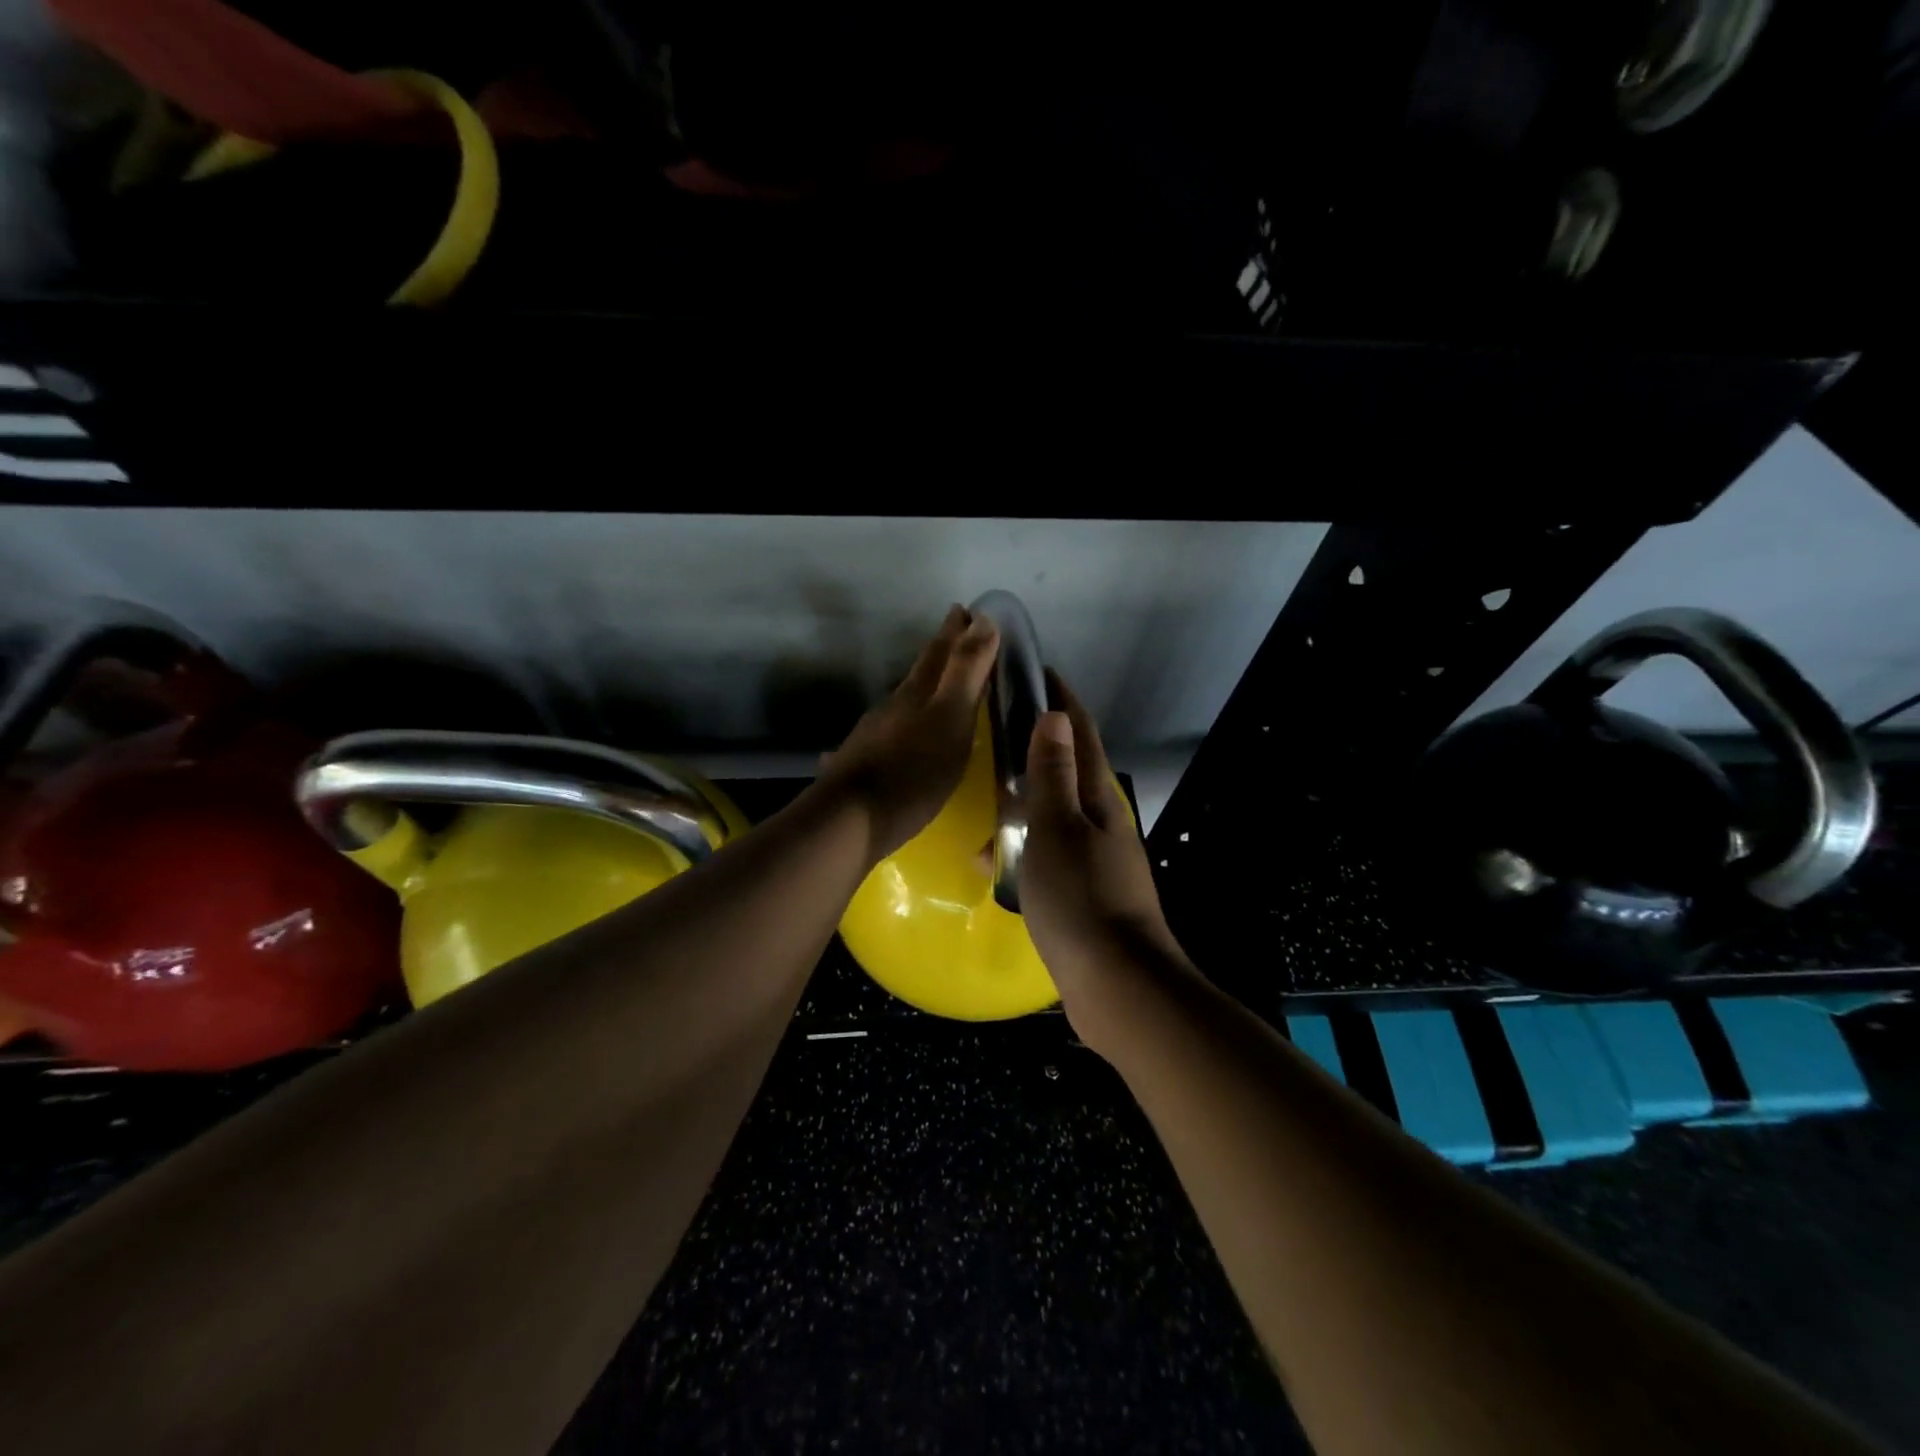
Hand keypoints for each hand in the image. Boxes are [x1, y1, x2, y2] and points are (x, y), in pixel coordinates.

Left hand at [816, 605, 998, 862]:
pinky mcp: (863, 765)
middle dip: (940, 653)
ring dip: (923, 690)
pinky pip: (889, 734)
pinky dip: (903, 726)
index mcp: (917, 694)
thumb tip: (981, 618)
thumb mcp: (950, 719)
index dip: (955, 631)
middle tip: (955, 634)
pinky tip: (898, 737)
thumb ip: (966, 671)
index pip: (940, 652)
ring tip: (939, 689)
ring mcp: (873, 736)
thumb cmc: (911, 772)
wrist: (849, 820)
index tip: (965, 609)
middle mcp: (893, 707)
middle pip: (920, 673)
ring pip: (903, 702)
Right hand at [1020, 673, 1190, 1035]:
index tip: (1038, 671)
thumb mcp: (1057, 830)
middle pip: (1069, 768)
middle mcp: (1102, 822)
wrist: (1118, 986)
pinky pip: (1048, 852)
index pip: (1080, 734)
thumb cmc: (1081, 900)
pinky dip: (1023, 844)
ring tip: (986, 792)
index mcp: (1098, 799)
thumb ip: (1052, 774)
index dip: (1061, 700)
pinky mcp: (1084, 891)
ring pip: (1055, 812)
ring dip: (1025, 797)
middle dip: (1038, 743)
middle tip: (997, 727)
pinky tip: (994, 859)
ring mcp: (1095, 859)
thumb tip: (1053, 715)